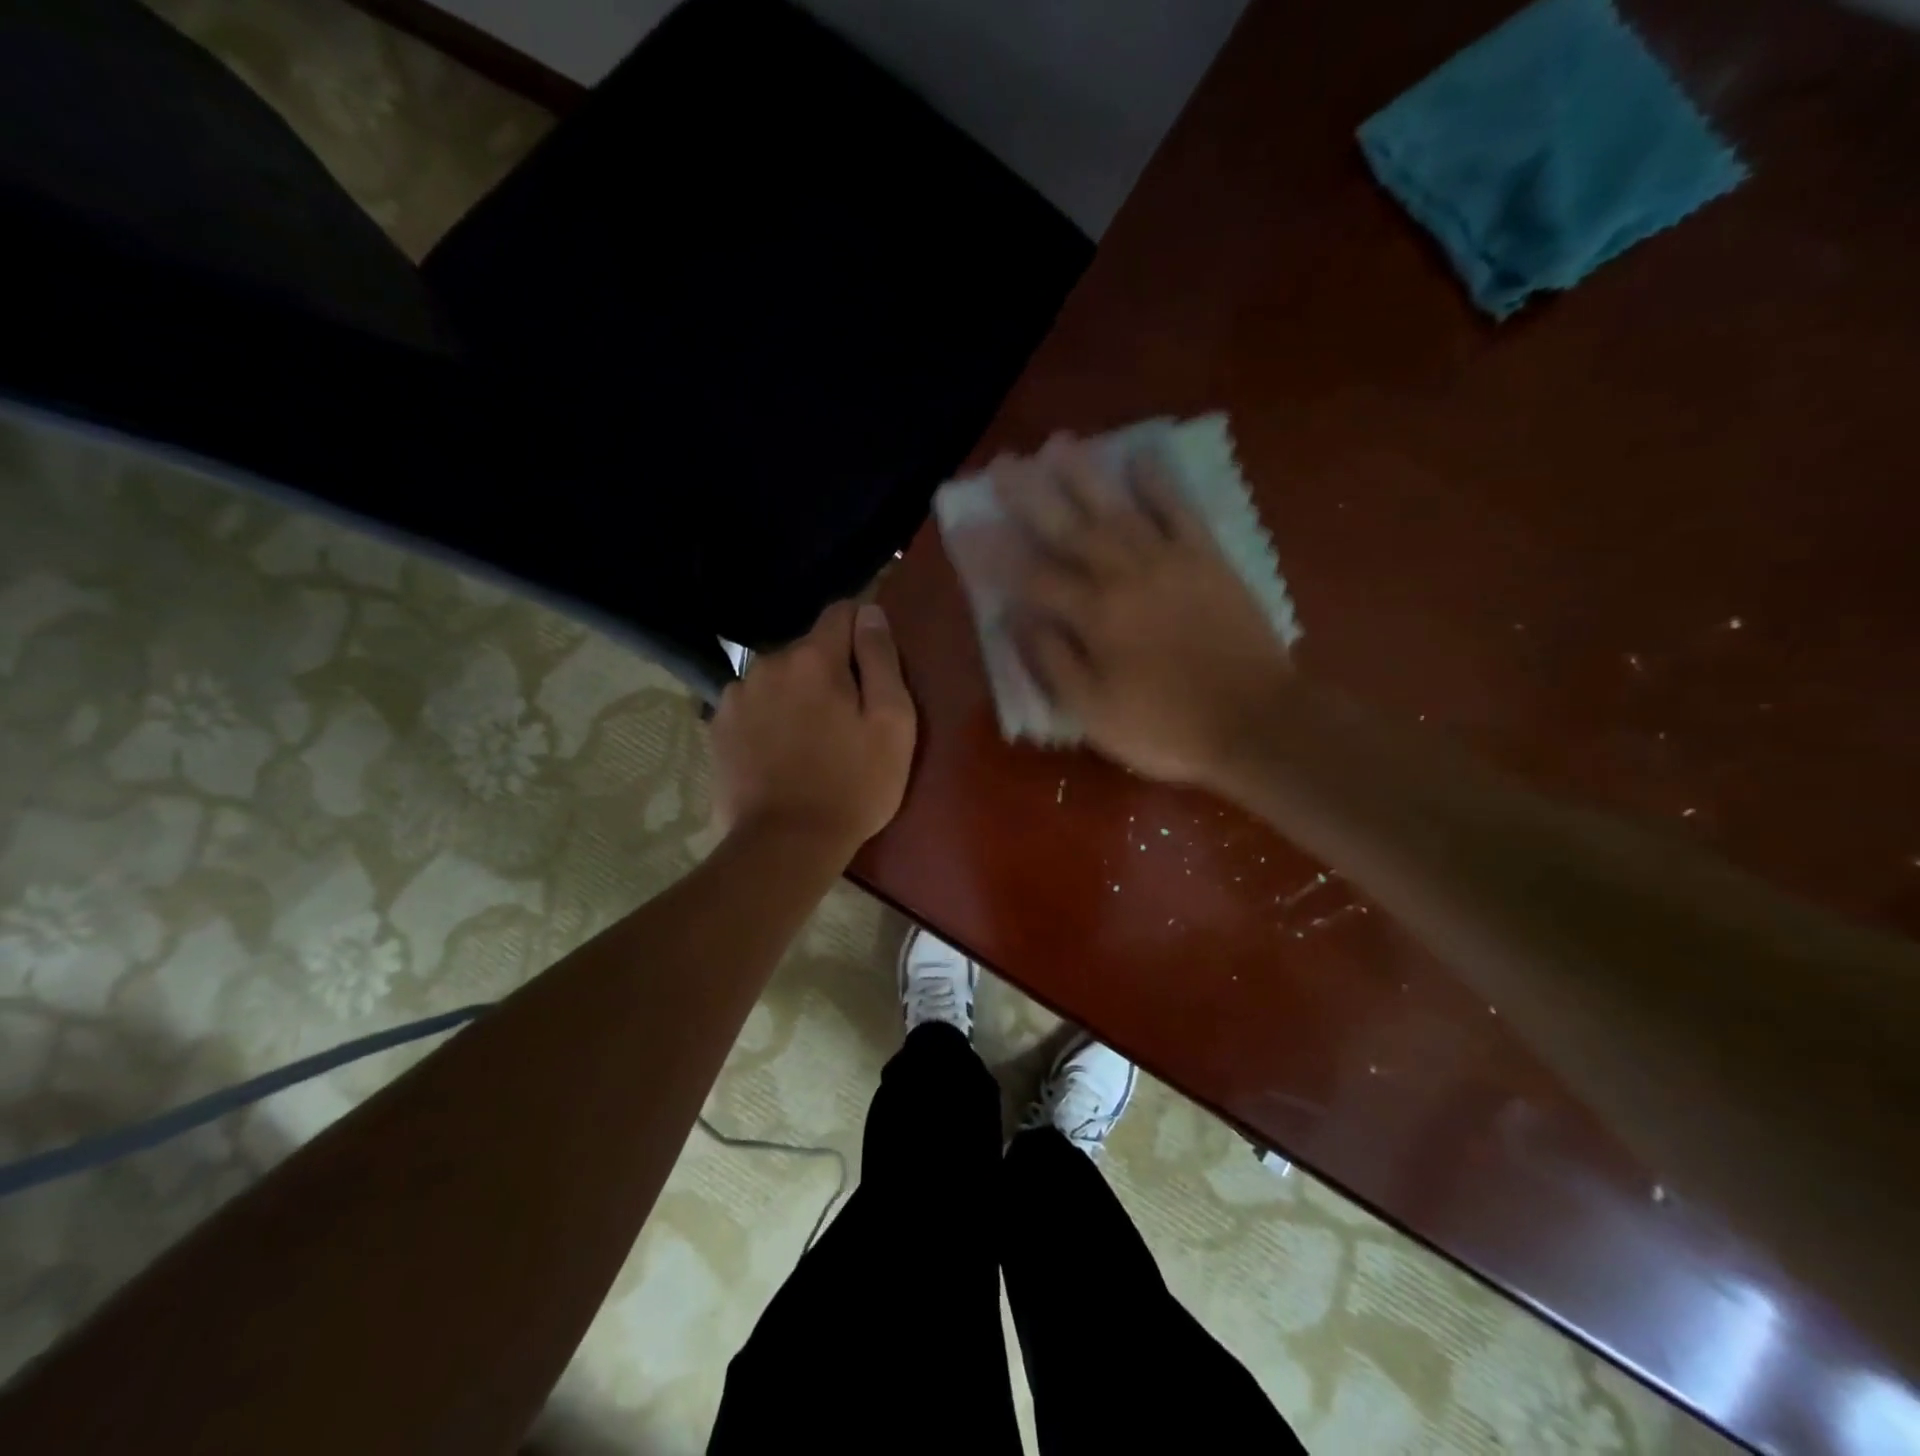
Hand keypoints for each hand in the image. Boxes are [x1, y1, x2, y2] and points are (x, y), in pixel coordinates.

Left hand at [710, 601, 917, 855]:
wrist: (785, 845)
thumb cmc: (853, 785)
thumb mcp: (892, 723)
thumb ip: (882, 658)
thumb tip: (870, 611)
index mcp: (814, 658)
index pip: (841, 613)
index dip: (862, 631)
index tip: (873, 665)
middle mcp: (768, 663)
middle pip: (808, 650)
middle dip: (830, 671)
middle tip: (847, 719)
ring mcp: (736, 695)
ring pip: (778, 678)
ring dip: (796, 694)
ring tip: (810, 740)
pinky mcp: (718, 727)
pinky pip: (753, 705)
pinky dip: (769, 717)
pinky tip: (779, 753)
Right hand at [996, 435, 1290, 785]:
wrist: (1256, 722)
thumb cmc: (1166, 727)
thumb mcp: (1093, 712)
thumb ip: (1052, 662)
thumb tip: (1018, 619)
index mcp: (1094, 616)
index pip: (1031, 576)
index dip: (995, 553)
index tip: (965, 525)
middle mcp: (1125, 575)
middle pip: (1069, 528)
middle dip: (1031, 495)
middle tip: (1004, 463)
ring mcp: (1170, 561)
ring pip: (1118, 507)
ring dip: (1085, 474)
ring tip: (1059, 443)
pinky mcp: (1208, 559)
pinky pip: (1180, 509)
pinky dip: (1159, 481)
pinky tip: (1141, 455)